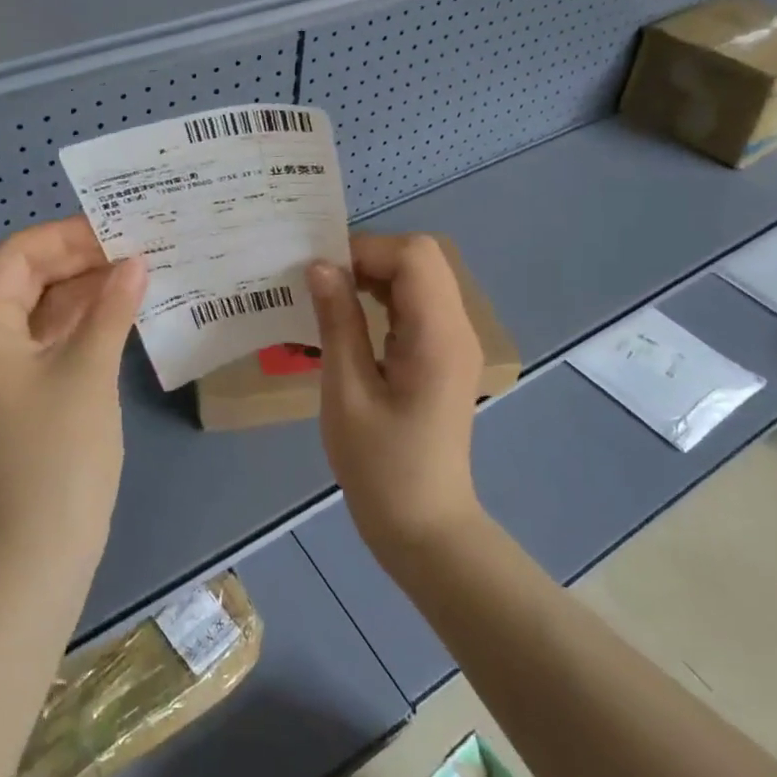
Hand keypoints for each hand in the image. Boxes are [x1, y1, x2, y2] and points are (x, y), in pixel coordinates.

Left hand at [0, 218, 145, 582]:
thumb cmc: (56, 454)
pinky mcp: (28, 396)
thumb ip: (111, 308)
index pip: (18, 256)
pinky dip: (87, 324)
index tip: (116, 230)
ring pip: (45, 311)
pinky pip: (55, 342)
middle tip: (137, 248)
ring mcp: (7, 372)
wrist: (35, 555)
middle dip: (81, 261)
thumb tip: (135, 262)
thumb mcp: (88, 370)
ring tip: (141, 273)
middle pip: (30, 280)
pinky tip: (126, 314)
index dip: (65, 236)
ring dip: (88, 291)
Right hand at [308, 234, 485, 563]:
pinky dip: (384, 294)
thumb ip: (337, 322)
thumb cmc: (380, 467)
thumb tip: (320, 266)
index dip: (366, 250)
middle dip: (370, 256)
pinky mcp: (444, 353)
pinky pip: (418, 302)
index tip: (321, 273)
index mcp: (438, 336)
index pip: (414, 256)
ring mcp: (454, 340)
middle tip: (324, 281)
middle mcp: (456, 328)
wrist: (425, 527)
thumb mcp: (346, 393)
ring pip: (421, 275)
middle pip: (422, 257)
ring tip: (332, 295)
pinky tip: (352, 316)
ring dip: (376, 273)